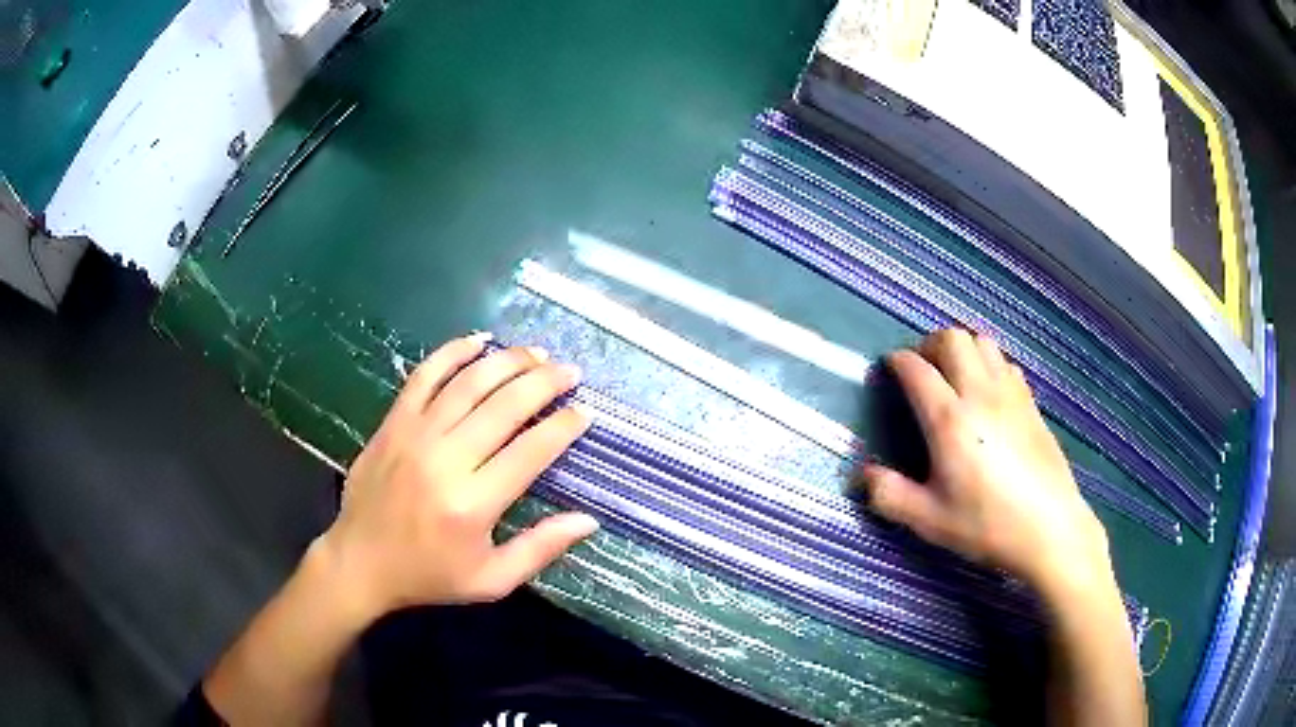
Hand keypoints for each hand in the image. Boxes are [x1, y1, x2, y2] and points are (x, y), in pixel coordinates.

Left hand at [316, 333, 598, 622]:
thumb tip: (589, 520)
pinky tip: (478, 341)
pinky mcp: (393, 423)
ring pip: (469, 384)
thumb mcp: (491, 580)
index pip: (531, 450)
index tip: (585, 411)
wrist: (359, 563)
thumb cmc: (429, 575)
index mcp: (473, 504)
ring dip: (507, 361)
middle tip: (570, 372)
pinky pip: (424, 376)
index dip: (563, 426)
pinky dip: (452, 353)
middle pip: (504, 406)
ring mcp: (415, 435)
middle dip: (544, 383)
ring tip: (536, 353)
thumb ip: (540, 549)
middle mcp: (446, 460)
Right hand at [861, 329, 1111, 594]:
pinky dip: (989, 363)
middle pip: (952, 338)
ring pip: (982, 342)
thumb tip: (862, 476)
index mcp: (949, 420)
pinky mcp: (1031, 402)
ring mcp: (1010, 394)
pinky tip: (988, 392)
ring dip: (962, 348)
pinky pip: (1005, 363)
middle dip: (929, 344)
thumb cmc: (987, 525)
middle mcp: (979, 394)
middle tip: (922, 368)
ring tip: (954, 374)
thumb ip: (889, 495)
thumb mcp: (929, 520)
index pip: (916, 369)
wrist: (1049, 528)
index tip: (889, 369)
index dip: (897, 362)